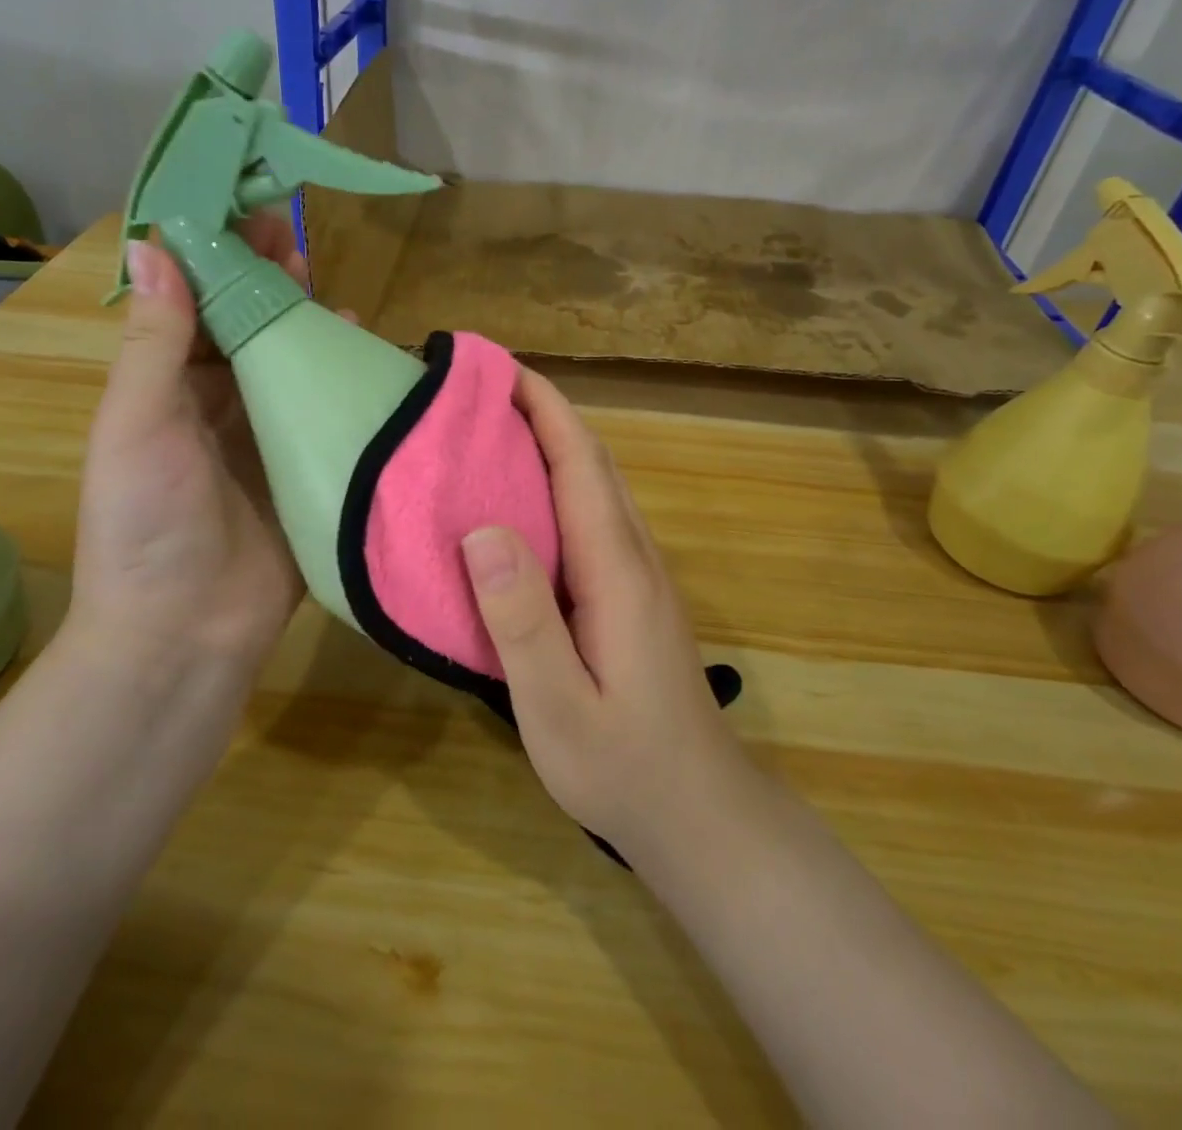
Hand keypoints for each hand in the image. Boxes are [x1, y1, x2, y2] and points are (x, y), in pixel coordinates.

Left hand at [66, 214, 305, 672]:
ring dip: (308, 327)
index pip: (195, 307)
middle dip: (268, 285)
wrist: (186, 632)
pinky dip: (341, 382)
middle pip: (247, 331)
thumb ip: (157, 341)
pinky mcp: (307, 470)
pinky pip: (326, 415)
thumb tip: (153, 246)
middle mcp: (217, 407)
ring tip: (332, 290)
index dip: (217, 261)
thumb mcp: (138, 424)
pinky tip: (364, 352)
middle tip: (298, 241)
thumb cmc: (147, 522)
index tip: (245, 214)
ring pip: (290, 367)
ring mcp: (266, 440)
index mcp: (166, 391)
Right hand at [460, 368, 750, 859]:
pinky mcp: (634, 594)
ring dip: (554, 442)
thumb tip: (482, 528)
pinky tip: (525, 500)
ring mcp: (641, 574)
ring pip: (598, 485)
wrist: (700, 814)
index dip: (543, 407)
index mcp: (617, 569)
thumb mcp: (559, 706)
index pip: (580, 463)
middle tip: (481, 388)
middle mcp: (635, 555)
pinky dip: (561, 482)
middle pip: (593, 461)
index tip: (496, 366)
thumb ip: (522, 619)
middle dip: (544, 411)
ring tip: (495, 428)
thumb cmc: (624, 767)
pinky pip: (596, 514)